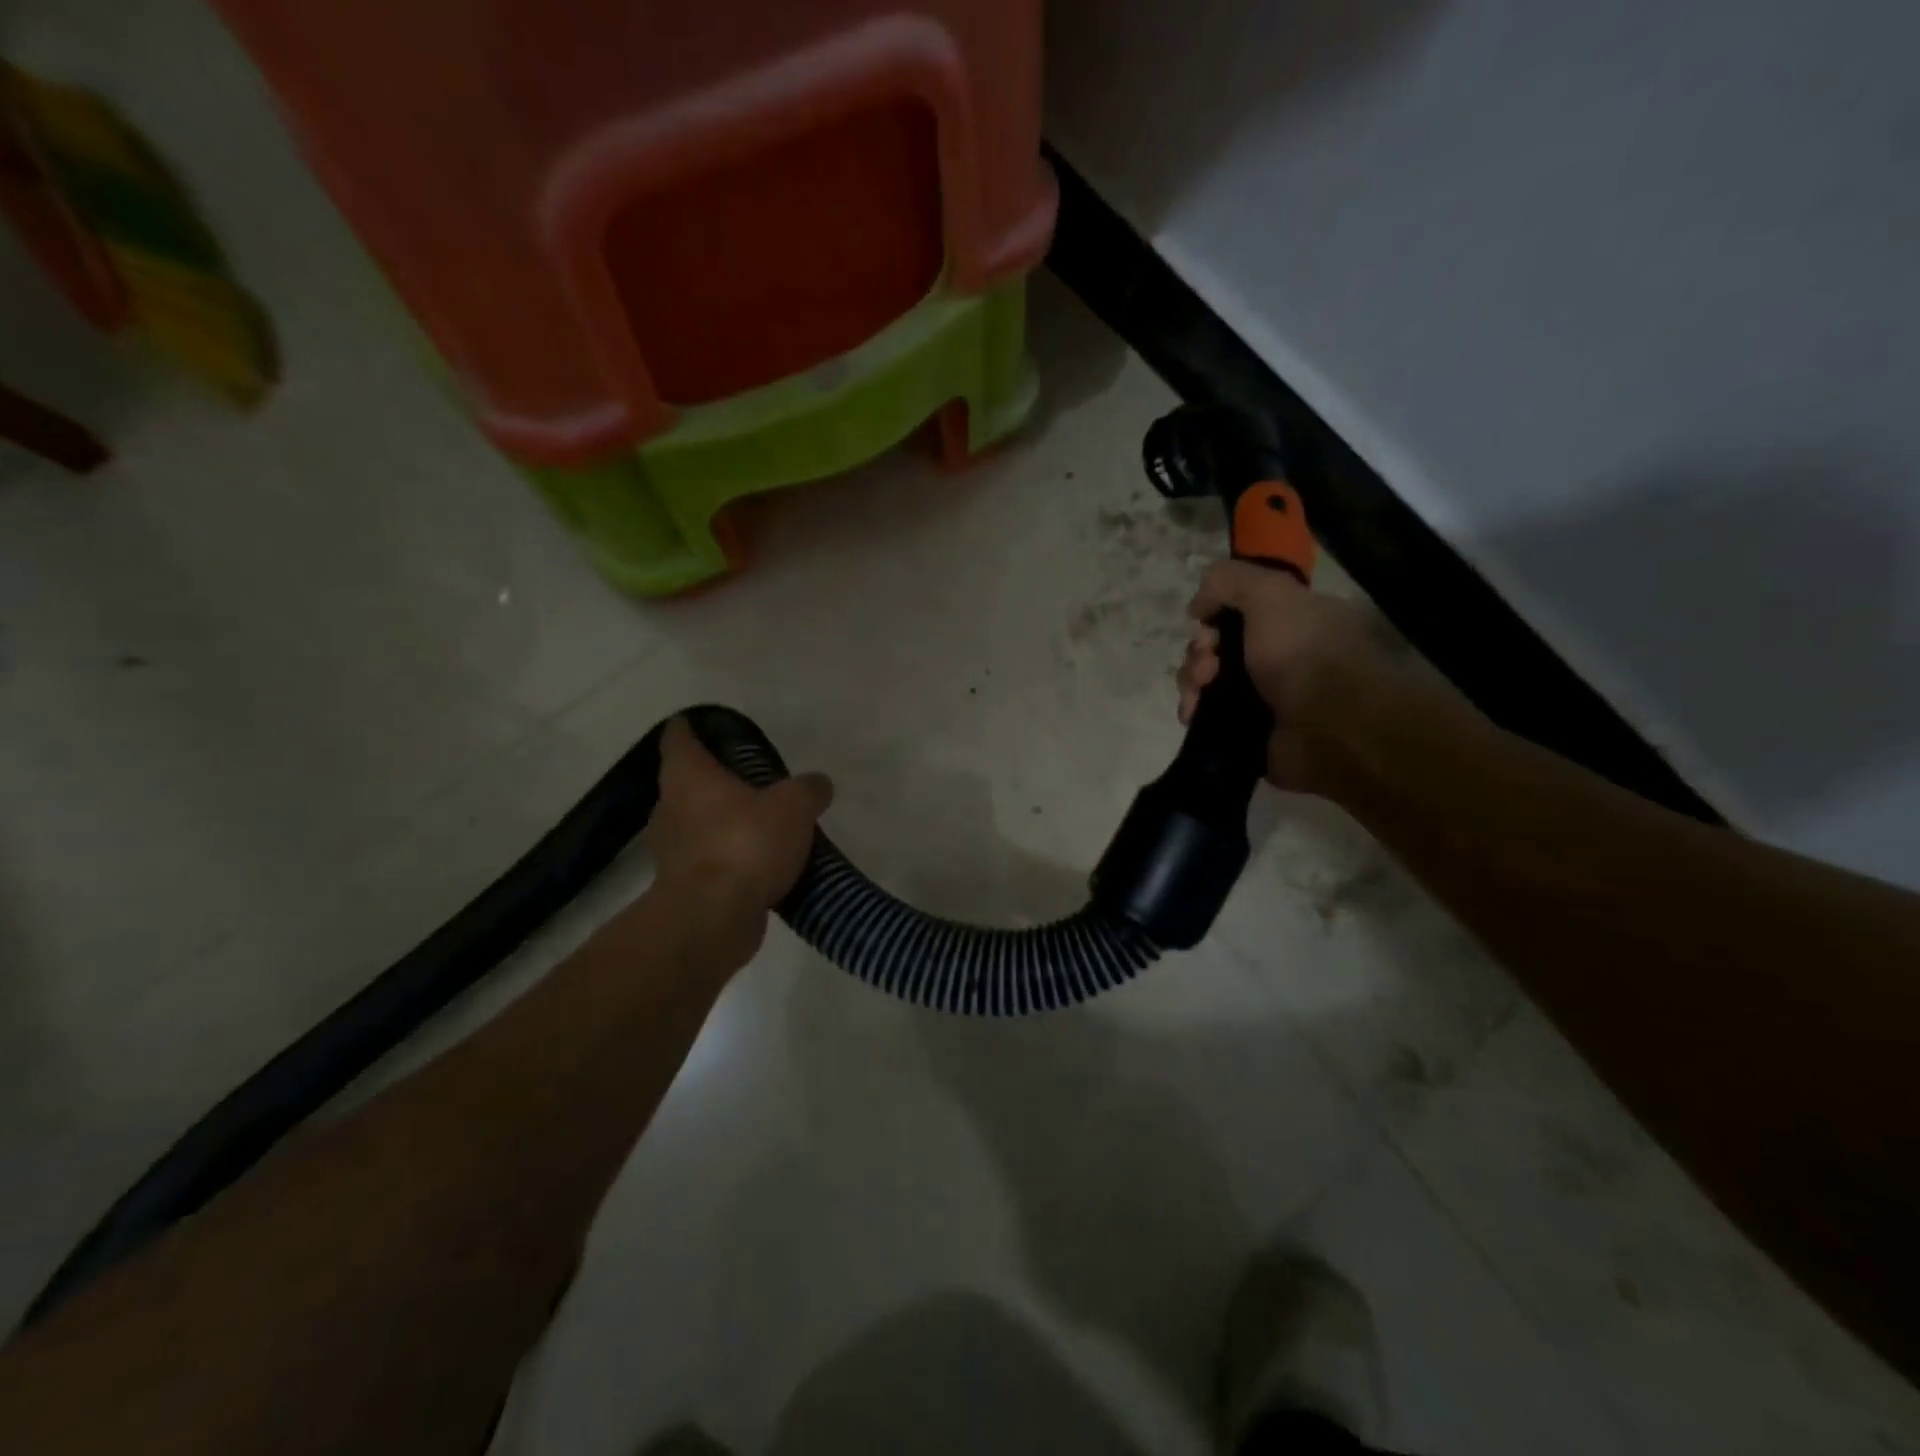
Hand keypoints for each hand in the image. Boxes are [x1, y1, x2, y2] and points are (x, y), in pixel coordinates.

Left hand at [645, 717, 832, 915]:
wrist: (713, 919)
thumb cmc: (746, 844)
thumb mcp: (793, 806)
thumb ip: (808, 789)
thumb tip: (817, 784)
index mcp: (689, 776)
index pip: (679, 738)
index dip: (691, 728)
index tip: (706, 725)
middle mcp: (670, 807)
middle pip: (687, 782)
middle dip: (714, 778)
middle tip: (751, 778)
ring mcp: (672, 849)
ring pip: (696, 822)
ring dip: (721, 820)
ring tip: (760, 821)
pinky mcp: (682, 885)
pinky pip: (707, 859)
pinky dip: (727, 856)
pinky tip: (758, 863)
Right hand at [1177, 560, 1407, 792]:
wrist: (1328, 727)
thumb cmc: (1302, 653)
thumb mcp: (1270, 593)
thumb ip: (1228, 581)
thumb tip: (1197, 607)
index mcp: (1290, 620)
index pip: (1237, 610)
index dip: (1213, 617)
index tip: (1208, 627)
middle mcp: (1277, 655)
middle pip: (1216, 646)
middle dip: (1199, 652)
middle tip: (1208, 668)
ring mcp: (1263, 695)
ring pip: (1207, 680)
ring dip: (1192, 682)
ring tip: (1199, 696)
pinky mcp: (1249, 728)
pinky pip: (1208, 714)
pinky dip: (1195, 711)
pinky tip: (1193, 714)